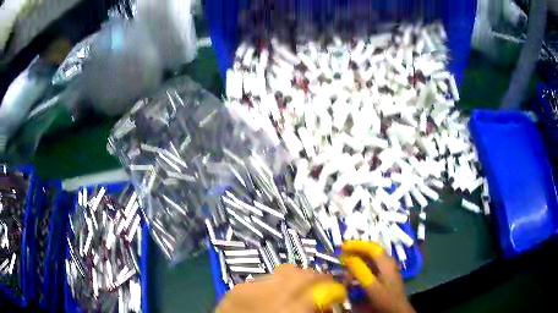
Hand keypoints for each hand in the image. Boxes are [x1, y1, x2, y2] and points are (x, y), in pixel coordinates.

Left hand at [215, 264, 346, 312]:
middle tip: (319, 286)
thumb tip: (327, 305)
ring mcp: (250, 287)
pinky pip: (264, 278)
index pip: (319, 286)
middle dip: (314, 278)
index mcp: (289, 309)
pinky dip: (274, 283)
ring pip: (283, 271)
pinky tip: (272, 295)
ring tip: (295, 289)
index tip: (336, 289)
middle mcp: (270, 293)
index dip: (331, 285)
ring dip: (294, 279)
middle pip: (301, 274)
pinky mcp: (237, 287)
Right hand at [341, 241, 414, 312]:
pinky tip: (354, 274)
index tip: (342, 247)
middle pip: (371, 250)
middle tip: (341, 254)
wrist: (396, 309)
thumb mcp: (370, 286)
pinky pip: (372, 265)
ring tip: (346, 264)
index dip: (356, 245)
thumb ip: (360, 271)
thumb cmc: (385, 298)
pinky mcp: (385, 274)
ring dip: (358, 259)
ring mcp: (387, 268)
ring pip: (371, 258)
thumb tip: (348, 258)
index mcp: (386, 262)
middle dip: (356, 251)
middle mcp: (387, 261)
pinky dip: (361, 266)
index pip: (370, 247)